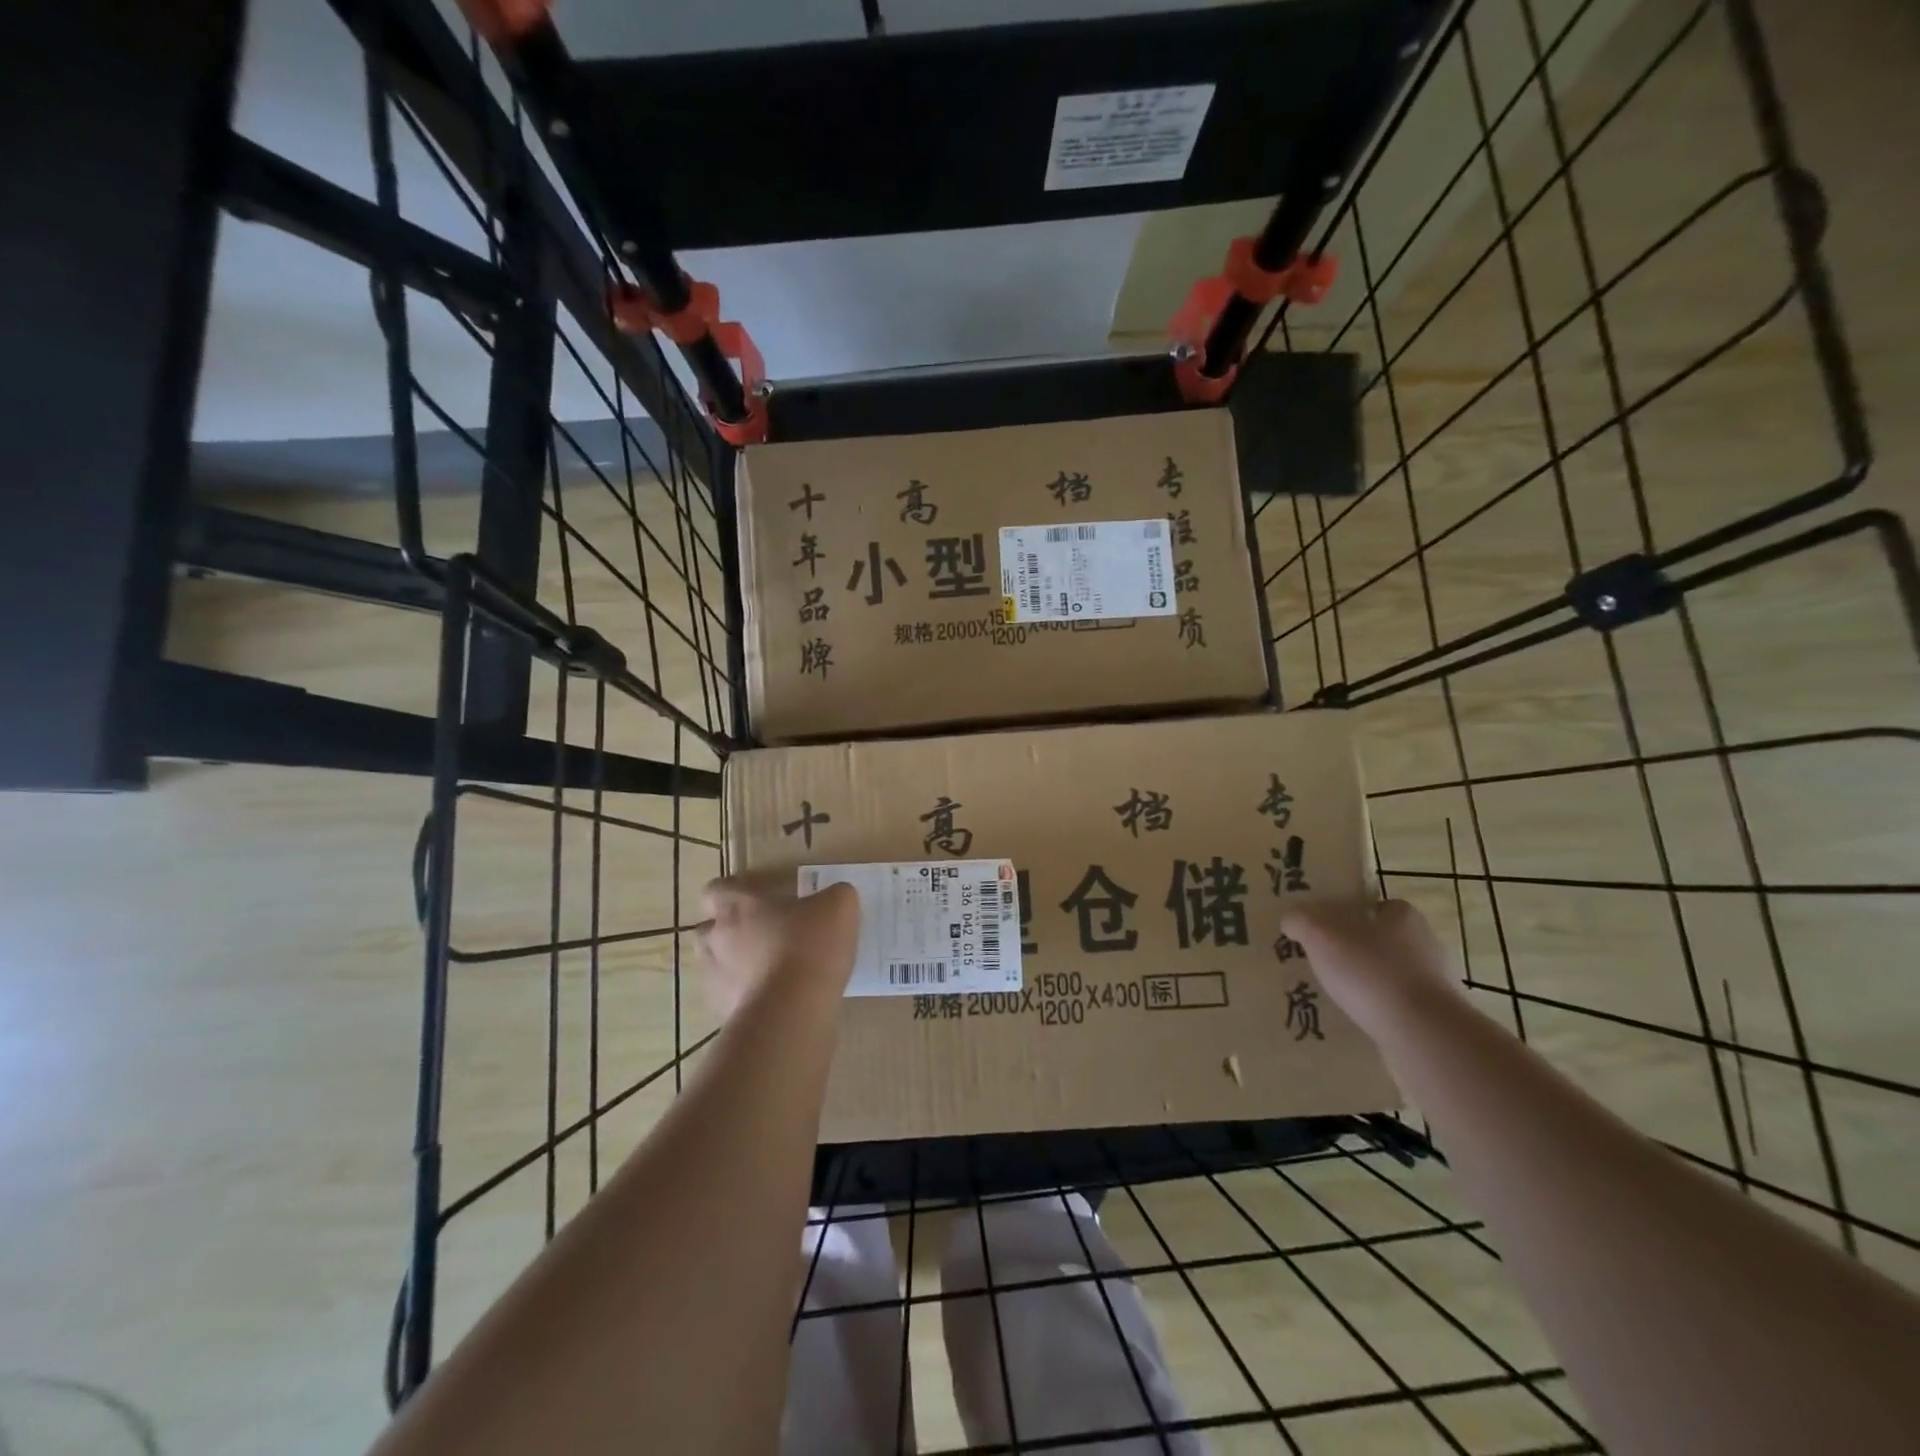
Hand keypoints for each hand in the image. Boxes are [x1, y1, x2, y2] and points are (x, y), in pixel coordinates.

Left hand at [698, 874, 860, 1017]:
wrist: (792, 1010)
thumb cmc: (810, 946)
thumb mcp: (839, 906)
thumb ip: (835, 895)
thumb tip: (834, 898)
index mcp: (739, 905)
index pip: (717, 889)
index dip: (734, 891)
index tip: (756, 897)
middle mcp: (718, 937)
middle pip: (708, 928)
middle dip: (729, 929)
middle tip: (763, 932)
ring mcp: (716, 977)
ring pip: (714, 963)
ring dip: (733, 962)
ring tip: (766, 967)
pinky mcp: (723, 1010)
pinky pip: (729, 996)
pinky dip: (745, 994)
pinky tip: (773, 997)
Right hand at [1281, 899, 1457, 1039]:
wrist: (1422, 1033)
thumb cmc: (1371, 971)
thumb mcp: (1320, 934)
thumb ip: (1301, 920)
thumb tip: (1292, 919)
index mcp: (1403, 915)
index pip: (1376, 905)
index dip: (1351, 914)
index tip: (1326, 928)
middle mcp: (1424, 942)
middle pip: (1382, 938)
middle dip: (1356, 948)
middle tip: (1324, 960)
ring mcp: (1434, 981)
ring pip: (1389, 973)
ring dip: (1367, 981)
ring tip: (1335, 993)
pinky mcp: (1436, 1015)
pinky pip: (1397, 1004)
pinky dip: (1378, 1007)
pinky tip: (1357, 1017)